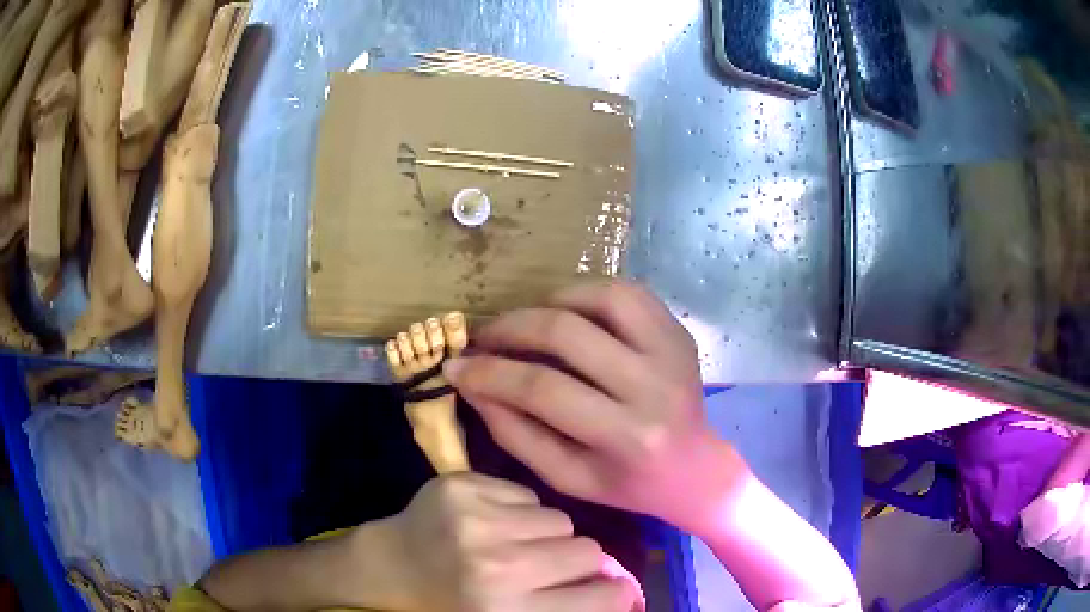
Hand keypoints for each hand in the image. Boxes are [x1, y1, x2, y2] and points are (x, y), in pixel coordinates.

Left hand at [389, 473, 641, 611]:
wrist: (390, 566)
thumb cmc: (453, 603)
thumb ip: (565, 608)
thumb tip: (625, 591)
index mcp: (509, 611)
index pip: (601, 597)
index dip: (613, 592)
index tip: (606, 589)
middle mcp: (497, 567)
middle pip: (587, 550)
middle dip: (577, 561)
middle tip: (549, 567)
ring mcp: (476, 520)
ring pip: (559, 519)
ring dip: (546, 534)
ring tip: (514, 544)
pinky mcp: (462, 486)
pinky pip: (527, 494)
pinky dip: (519, 510)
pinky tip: (491, 522)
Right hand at [443, 281, 747, 532]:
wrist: (694, 469)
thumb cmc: (627, 484)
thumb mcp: (566, 477)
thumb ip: (516, 433)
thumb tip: (472, 385)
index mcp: (627, 435)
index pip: (543, 389)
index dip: (490, 373)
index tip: (455, 366)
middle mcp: (654, 385)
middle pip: (566, 333)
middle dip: (510, 328)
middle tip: (484, 337)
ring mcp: (671, 350)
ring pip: (600, 297)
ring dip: (549, 303)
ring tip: (525, 324)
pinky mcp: (677, 331)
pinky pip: (627, 292)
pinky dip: (586, 293)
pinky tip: (566, 312)